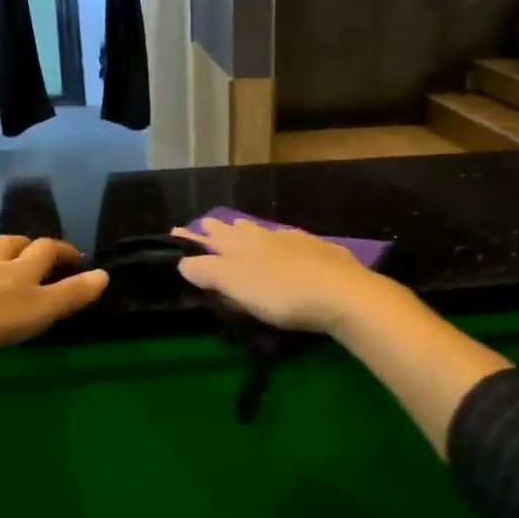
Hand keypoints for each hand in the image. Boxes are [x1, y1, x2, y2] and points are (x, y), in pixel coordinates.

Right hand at [171, 219, 388, 335]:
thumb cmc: (281, 293)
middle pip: (235, 230)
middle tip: (207, 225)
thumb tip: (183, 261)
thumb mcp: (236, 285)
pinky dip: (278, 240)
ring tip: (239, 225)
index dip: (191, 238)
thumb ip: (208, 271)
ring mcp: (294, 241)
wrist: (342, 293)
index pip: (209, 238)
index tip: (176, 231)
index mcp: (240, 244)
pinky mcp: (320, 251)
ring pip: (263, 231)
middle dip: (219, 229)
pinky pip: (289, 239)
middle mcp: (264, 236)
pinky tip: (285, 242)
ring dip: (247, 229)